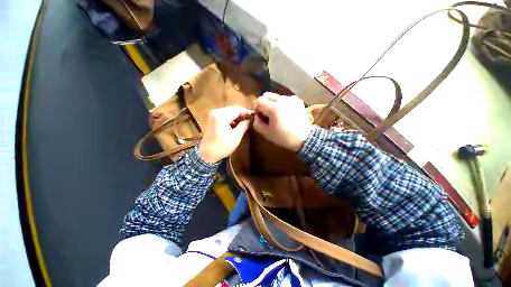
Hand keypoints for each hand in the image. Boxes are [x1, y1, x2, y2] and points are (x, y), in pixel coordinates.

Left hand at [198, 106, 252, 163]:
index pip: (237, 110)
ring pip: (230, 112)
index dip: (247, 112)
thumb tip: (250, 119)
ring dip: (238, 116)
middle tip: (251, 119)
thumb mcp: (235, 137)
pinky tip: (237, 124)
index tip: (255, 116)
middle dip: (243, 114)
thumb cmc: (222, 147)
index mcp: (221, 116)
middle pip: (233, 109)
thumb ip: (244, 126)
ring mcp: (214, 115)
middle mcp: (216, 112)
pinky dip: (232, 118)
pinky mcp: (213, 119)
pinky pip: (225, 115)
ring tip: (246, 122)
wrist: (206, 155)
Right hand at [254, 93, 311, 151]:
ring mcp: (291, 99)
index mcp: (274, 108)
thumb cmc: (284, 137)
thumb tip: (256, 116)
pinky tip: (285, 113)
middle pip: (267, 95)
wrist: (304, 138)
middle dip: (264, 103)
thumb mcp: (266, 133)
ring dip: (273, 103)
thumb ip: (257, 123)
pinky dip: (282, 104)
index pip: (259, 100)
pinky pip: (285, 98)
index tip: (260, 116)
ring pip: (276, 96)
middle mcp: (282, 100)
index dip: (257, 108)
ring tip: (277, 114)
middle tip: (266, 113)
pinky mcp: (297, 100)